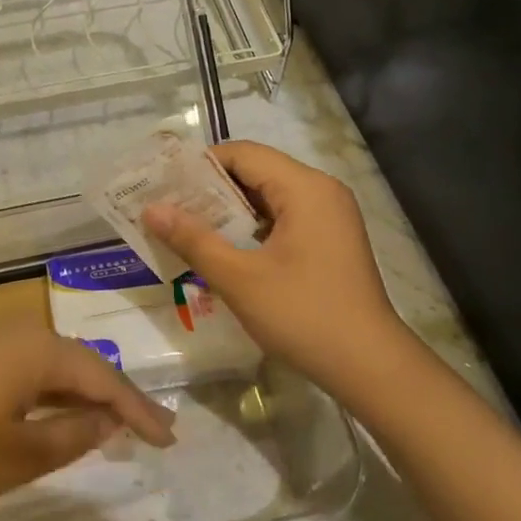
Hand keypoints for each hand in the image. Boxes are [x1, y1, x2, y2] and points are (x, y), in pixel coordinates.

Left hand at [0, 325, 176, 505]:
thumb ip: (72, 437)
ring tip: (114, 425)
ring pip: (56, 368)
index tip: (170, 438)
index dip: (140, 410)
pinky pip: (30, 372)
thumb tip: (108, 421)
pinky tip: (59, 416)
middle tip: (151, 429)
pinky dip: (54, 396)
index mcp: (41, 351)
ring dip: (85, 396)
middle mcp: (23, 335)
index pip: (105, 380)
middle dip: (117, 399)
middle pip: (83, 366)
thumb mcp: (19, 454)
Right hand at [143, 141, 406, 388]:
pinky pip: (282, 218)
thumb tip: (150, 209)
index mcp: (304, 188)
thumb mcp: (239, 278)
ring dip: (228, 210)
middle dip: (209, 189)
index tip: (163, 186)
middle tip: (167, 208)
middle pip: (255, 171)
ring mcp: (329, 216)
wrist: (370, 366)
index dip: (199, 165)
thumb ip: (193, 239)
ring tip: (186, 228)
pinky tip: (222, 249)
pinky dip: (250, 227)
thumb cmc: (303, 316)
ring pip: (267, 196)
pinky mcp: (329, 240)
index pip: (242, 153)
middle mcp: (320, 191)